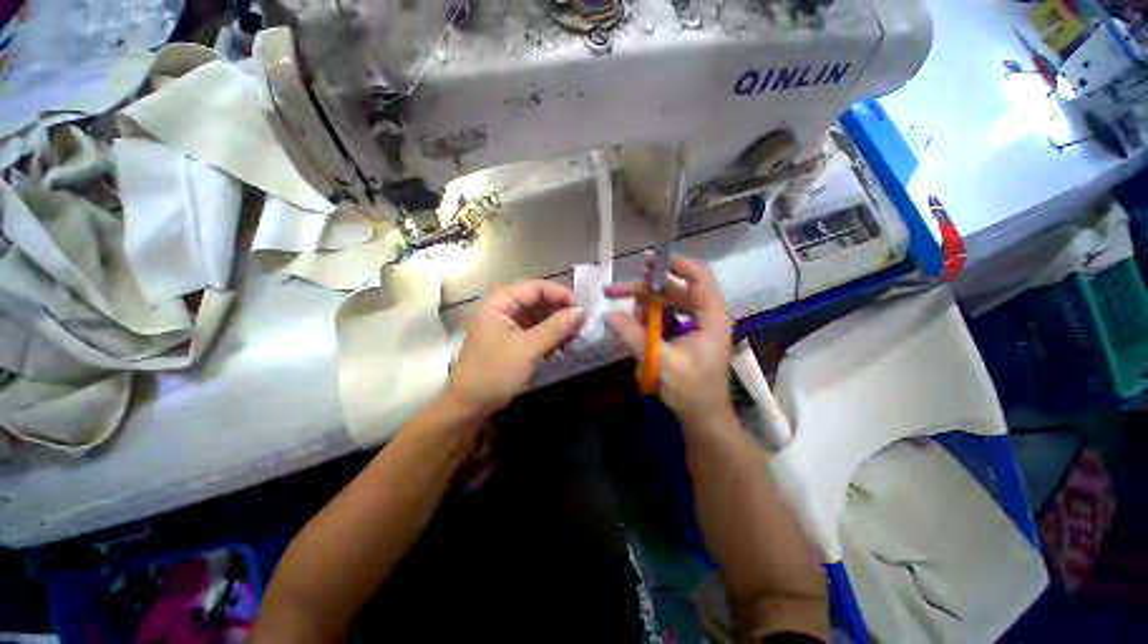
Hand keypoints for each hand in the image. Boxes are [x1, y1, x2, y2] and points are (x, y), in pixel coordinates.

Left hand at [446, 280, 585, 415]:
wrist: (469, 404)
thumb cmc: (495, 371)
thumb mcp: (529, 348)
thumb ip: (556, 327)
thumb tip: (582, 311)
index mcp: (500, 301)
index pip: (536, 287)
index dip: (560, 294)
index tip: (582, 309)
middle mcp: (503, 307)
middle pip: (538, 300)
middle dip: (560, 311)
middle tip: (582, 324)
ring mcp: (506, 323)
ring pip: (538, 316)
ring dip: (557, 325)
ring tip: (575, 337)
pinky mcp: (511, 339)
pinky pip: (535, 330)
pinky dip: (549, 336)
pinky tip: (562, 346)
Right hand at [605, 255, 732, 424]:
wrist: (703, 417)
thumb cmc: (692, 391)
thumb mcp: (662, 363)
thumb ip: (635, 337)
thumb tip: (608, 315)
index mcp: (711, 317)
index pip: (699, 277)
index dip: (676, 264)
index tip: (647, 262)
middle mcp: (704, 315)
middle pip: (673, 289)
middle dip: (643, 289)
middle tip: (613, 291)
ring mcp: (692, 324)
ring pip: (665, 303)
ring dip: (641, 305)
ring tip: (620, 316)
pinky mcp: (682, 334)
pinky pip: (661, 317)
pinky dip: (645, 318)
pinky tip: (630, 326)